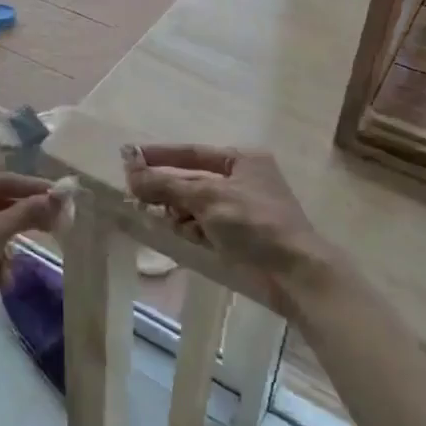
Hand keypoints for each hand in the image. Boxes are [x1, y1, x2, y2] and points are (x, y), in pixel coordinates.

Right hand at [121, 145, 336, 316]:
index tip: (129, 157)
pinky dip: (193, 229)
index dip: (159, 155)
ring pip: (197, 205)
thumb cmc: (253, 223)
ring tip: (162, 218)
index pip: (192, 152)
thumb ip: (166, 183)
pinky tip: (185, 236)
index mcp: (243, 160)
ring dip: (179, 211)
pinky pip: (207, 226)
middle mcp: (244, 180)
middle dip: (167, 188)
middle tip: (137, 194)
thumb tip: (130, 170)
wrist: (296, 273)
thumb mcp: (206, 197)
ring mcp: (244, 210)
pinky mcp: (243, 237)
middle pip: (193, 179)